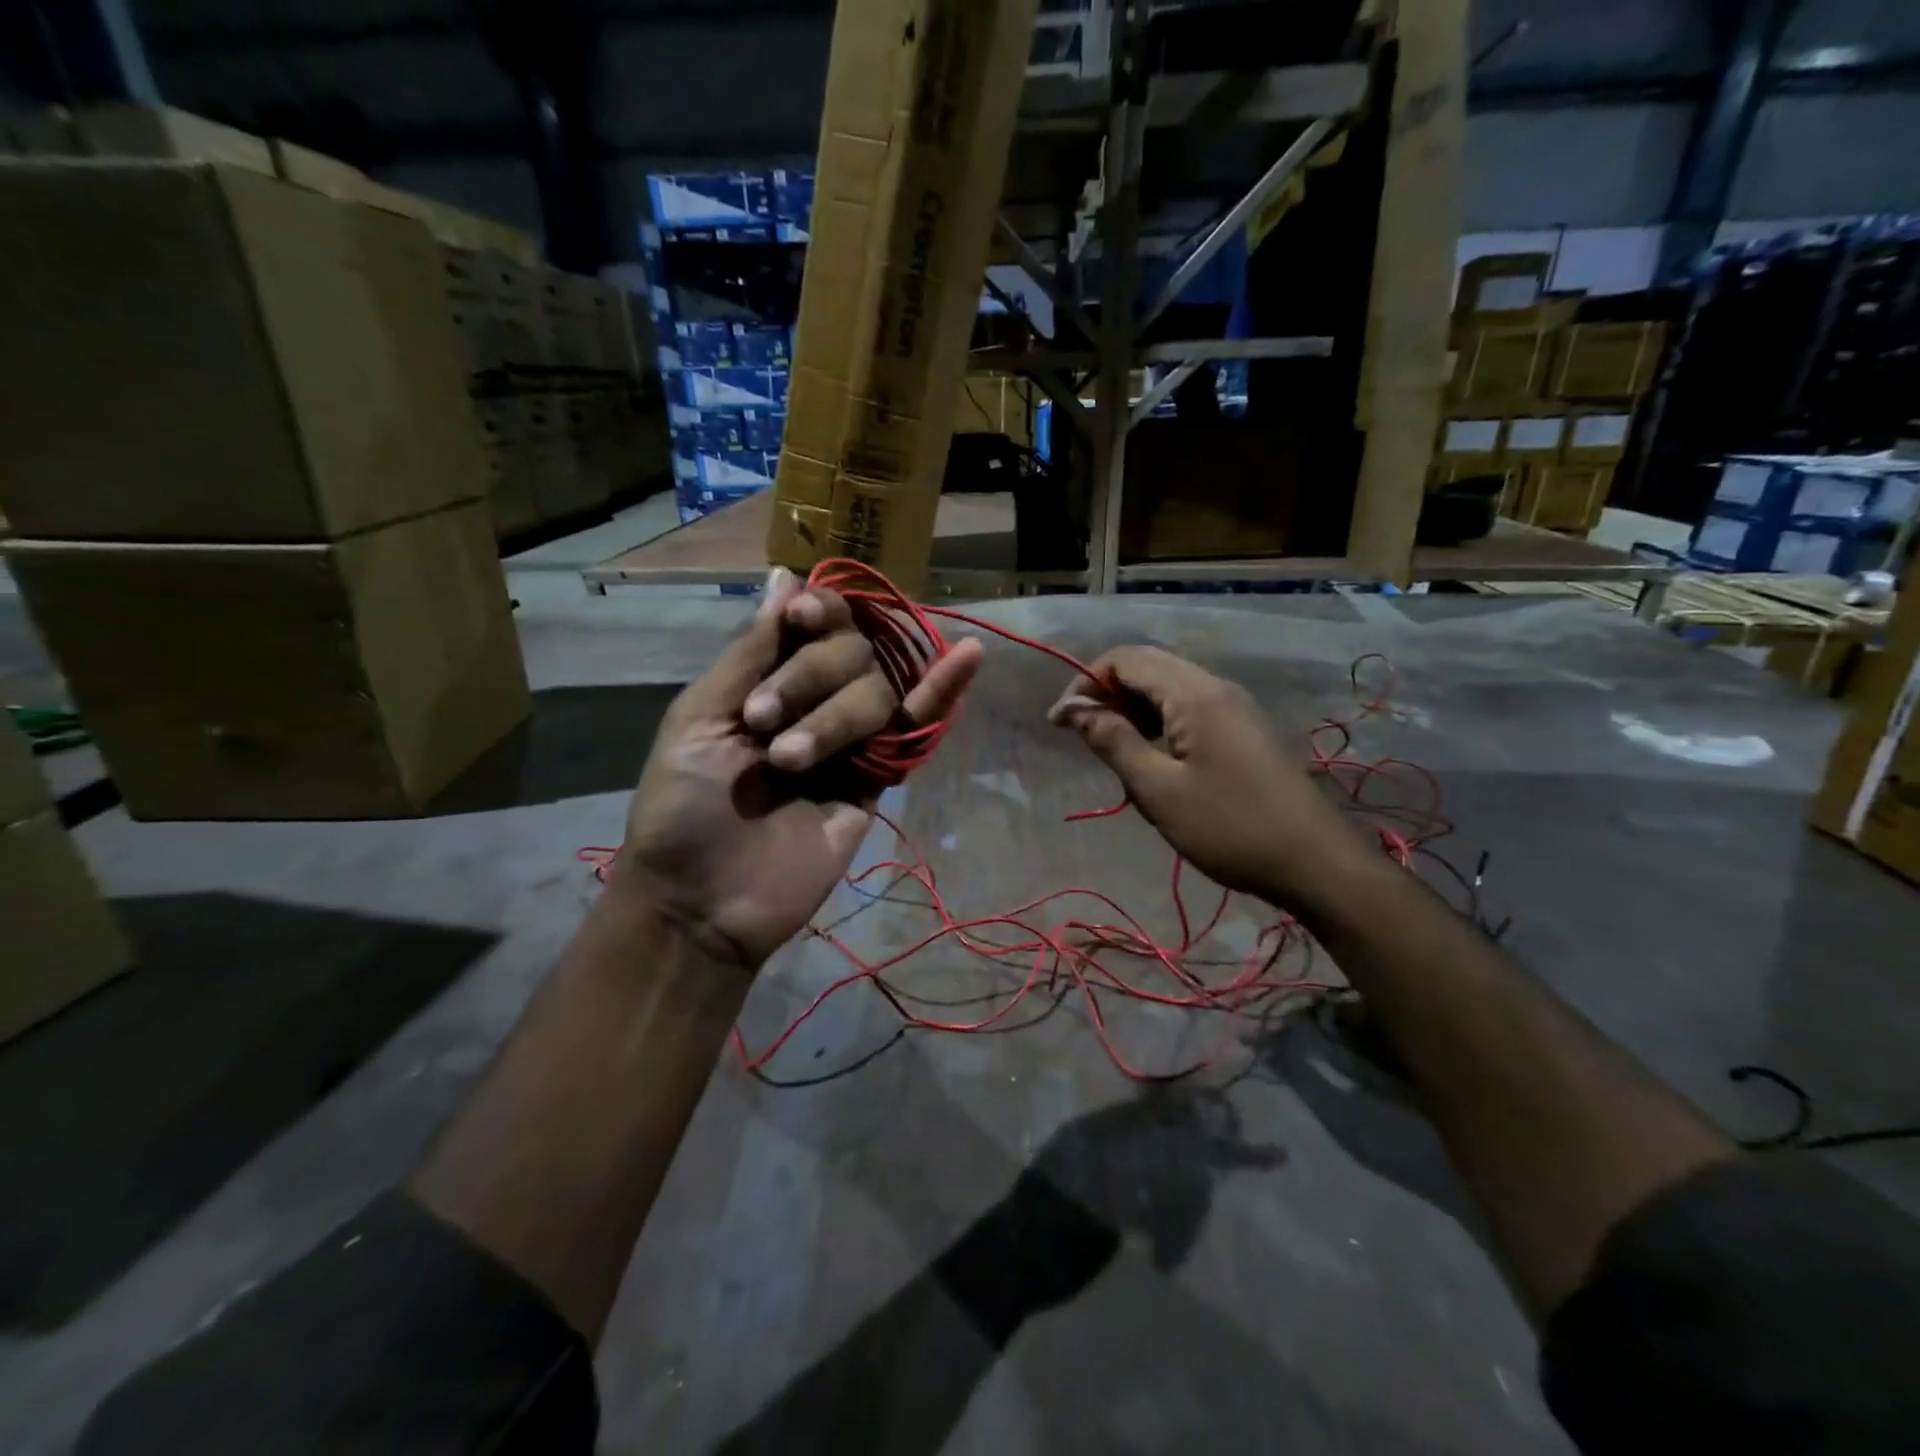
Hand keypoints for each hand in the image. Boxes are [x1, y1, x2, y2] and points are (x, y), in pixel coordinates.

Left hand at [613, 568, 982, 971]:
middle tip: (764, 724)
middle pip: (850, 651)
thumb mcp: (700, 718)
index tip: (804, 619)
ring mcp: (850, 741)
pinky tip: (968, 655)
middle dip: (810, 676)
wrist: (704, 902)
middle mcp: (813, 701)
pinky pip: (915, 729)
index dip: (818, 612)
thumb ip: (752, 652)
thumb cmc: (682, 808)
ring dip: (836, 716)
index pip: (812, 624)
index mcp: (767, 681)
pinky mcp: (878, 779)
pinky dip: (944, 692)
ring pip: (877, 689)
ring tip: (790, 763)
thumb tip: (785, 578)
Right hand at [1048, 646, 1370, 905]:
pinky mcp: (1245, 731)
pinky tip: (1154, 764)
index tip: (1061, 723)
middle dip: (1107, 695)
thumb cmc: (1228, 827)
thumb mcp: (1158, 789)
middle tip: (1085, 739)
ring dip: (1133, 712)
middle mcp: (1216, 687)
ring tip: (1117, 757)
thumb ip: (1112, 741)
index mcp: (1193, 693)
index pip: (1125, 658)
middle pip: (1148, 668)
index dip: (1085, 682)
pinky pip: (1190, 711)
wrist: (1316, 863)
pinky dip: (1160, 725)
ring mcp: (1235, 708)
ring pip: (1169, 690)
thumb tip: (1072, 708)